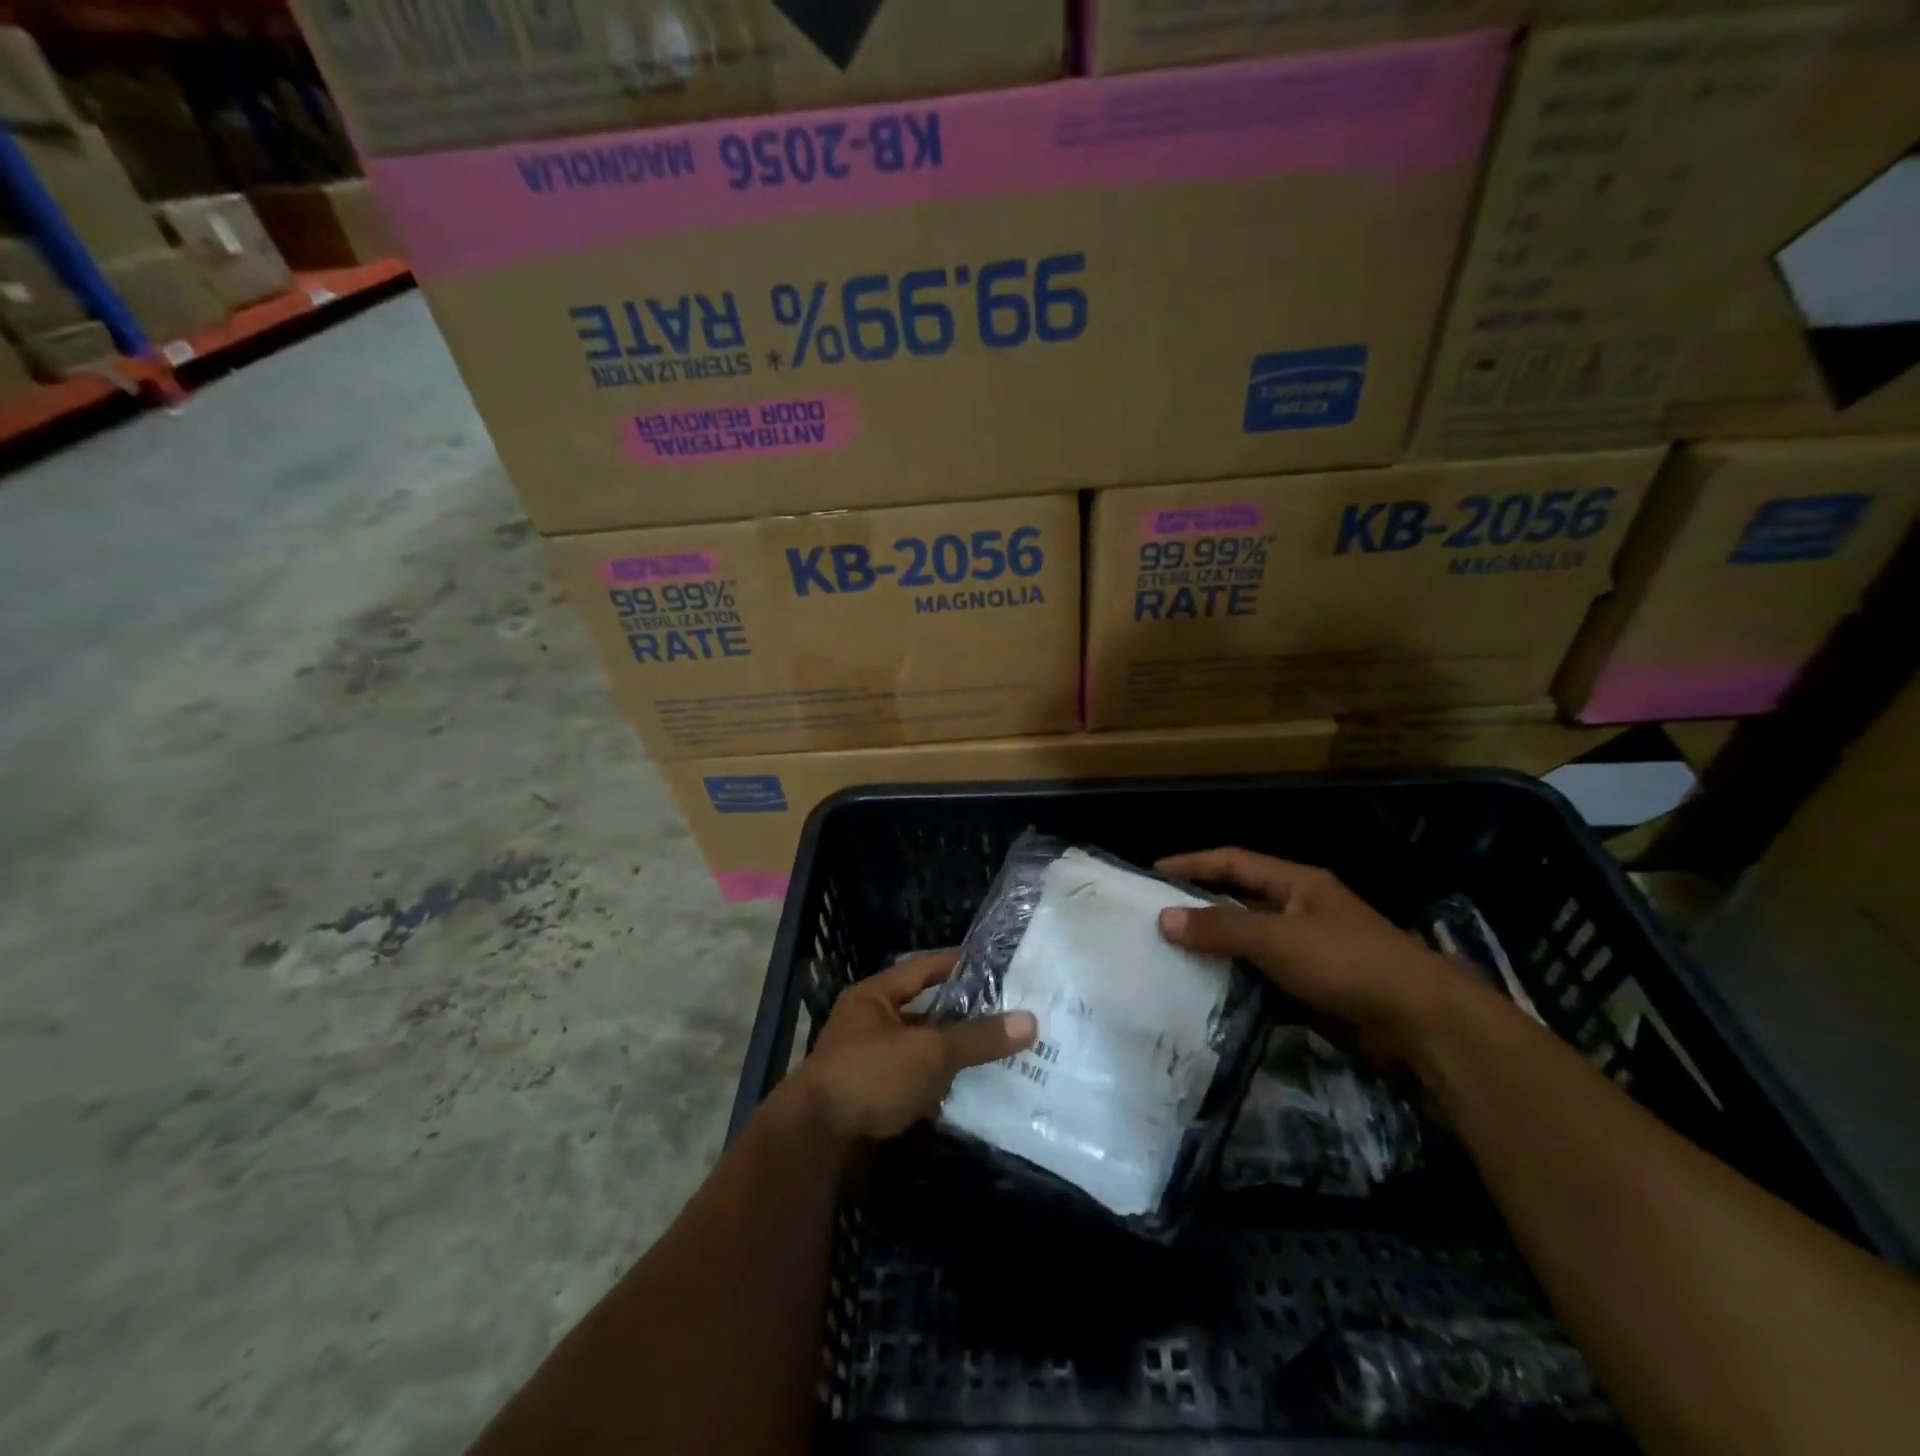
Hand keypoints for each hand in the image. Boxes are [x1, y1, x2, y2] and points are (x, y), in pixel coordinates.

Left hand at [787, 951, 1036, 1142]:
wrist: (815, 1145)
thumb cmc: (869, 1077)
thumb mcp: (928, 1052)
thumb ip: (977, 1037)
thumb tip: (1031, 1021)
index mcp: (874, 997)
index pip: (922, 967)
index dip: (957, 963)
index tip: (995, 963)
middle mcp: (869, 1024)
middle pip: (925, 1011)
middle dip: (964, 1014)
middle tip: (1009, 1012)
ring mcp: (869, 1063)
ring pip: (922, 1050)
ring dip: (954, 1053)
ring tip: (1001, 1050)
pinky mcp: (873, 1099)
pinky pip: (916, 1082)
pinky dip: (941, 1085)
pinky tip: (974, 1089)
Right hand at [1155, 848, 1488, 1067]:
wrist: (1422, 1024)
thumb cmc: (1348, 963)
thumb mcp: (1277, 938)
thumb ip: (1220, 927)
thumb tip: (1163, 918)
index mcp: (1296, 883)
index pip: (1232, 861)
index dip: (1191, 863)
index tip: (1150, 874)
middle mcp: (1300, 910)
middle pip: (1238, 900)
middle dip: (1198, 909)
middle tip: (1152, 921)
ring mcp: (1308, 950)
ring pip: (1248, 943)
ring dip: (1214, 950)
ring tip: (1167, 958)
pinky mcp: (1313, 988)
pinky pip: (1262, 978)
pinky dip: (1235, 982)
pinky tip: (1205, 993)